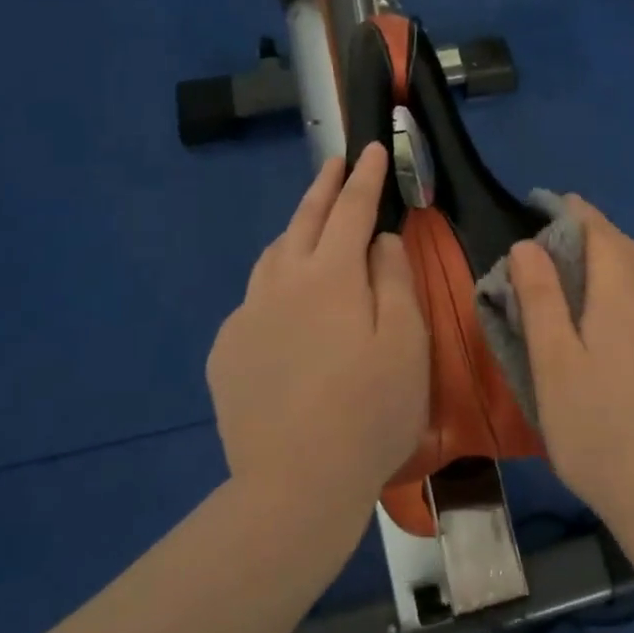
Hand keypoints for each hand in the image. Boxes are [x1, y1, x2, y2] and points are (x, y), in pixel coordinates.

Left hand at [207, 144, 428, 521]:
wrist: (296, 484)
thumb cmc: (370, 411)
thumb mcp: (406, 341)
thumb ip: (395, 279)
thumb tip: (381, 240)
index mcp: (330, 275)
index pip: (351, 210)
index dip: (364, 177)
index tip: (369, 149)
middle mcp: (281, 283)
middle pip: (303, 221)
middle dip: (322, 187)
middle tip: (334, 163)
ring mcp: (247, 316)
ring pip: (272, 257)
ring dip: (294, 231)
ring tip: (310, 225)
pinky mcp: (227, 352)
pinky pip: (254, 301)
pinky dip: (275, 285)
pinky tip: (285, 305)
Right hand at [509, 198, 633, 540]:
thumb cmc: (598, 428)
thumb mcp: (553, 363)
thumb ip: (541, 299)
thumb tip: (528, 245)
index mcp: (622, 296)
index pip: (601, 233)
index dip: (576, 212)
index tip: (552, 202)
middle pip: (629, 250)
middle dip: (598, 232)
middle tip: (564, 234)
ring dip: (619, 260)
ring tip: (588, 270)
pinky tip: (621, 321)